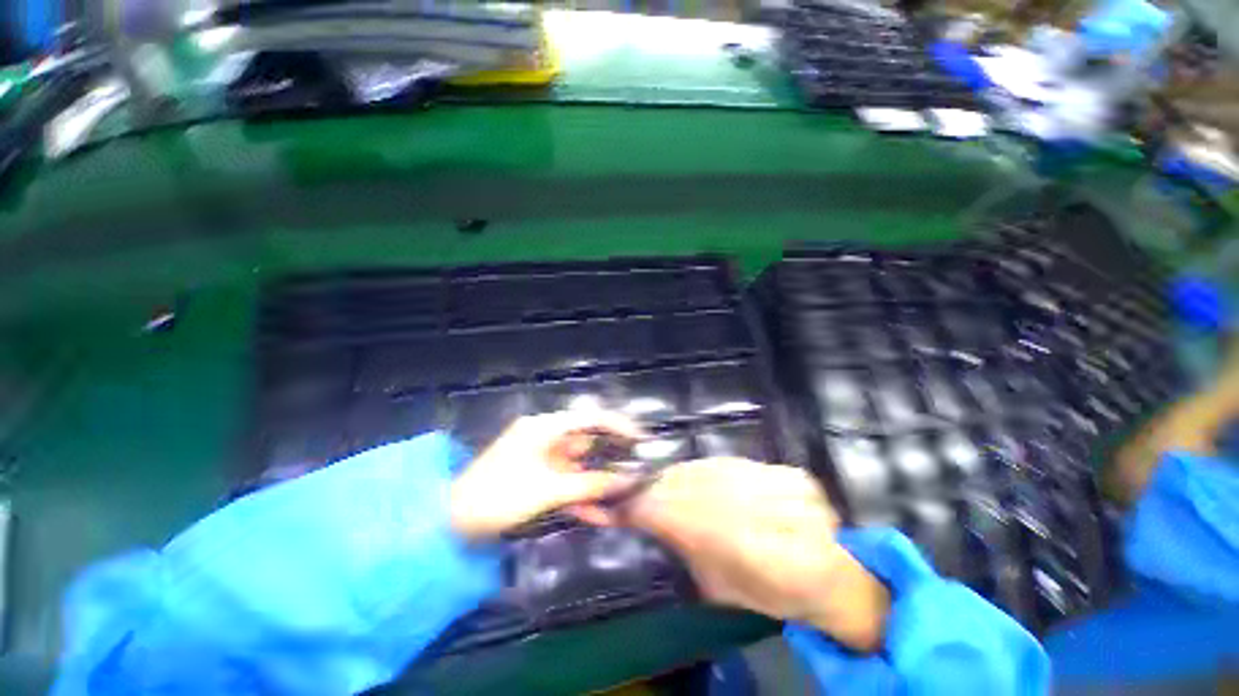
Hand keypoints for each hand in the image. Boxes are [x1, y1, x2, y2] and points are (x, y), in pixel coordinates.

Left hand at [449, 411, 643, 540]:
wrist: (451, 525)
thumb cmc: (499, 496)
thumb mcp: (548, 490)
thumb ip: (591, 485)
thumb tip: (629, 480)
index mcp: (545, 427)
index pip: (589, 418)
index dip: (617, 425)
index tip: (640, 439)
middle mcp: (546, 437)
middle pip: (587, 442)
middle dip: (612, 457)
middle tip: (640, 468)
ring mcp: (542, 459)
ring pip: (580, 467)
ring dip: (599, 482)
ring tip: (628, 493)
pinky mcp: (539, 479)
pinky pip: (567, 483)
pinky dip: (582, 496)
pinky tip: (602, 514)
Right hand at [626, 458, 889, 651]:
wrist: (833, 576)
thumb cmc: (774, 594)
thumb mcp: (719, 585)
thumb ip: (683, 546)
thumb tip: (642, 518)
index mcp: (754, 553)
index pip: (681, 517)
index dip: (645, 508)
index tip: (617, 504)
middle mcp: (768, 513)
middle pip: (693, 489)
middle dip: (658, 490)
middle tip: (633, 492)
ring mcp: (781, 485)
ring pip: (711, 471)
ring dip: (680, 478)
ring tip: (661, 484)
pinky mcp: (788, 470)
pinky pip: (732, 463)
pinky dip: (708, 470)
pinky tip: (696, 477)